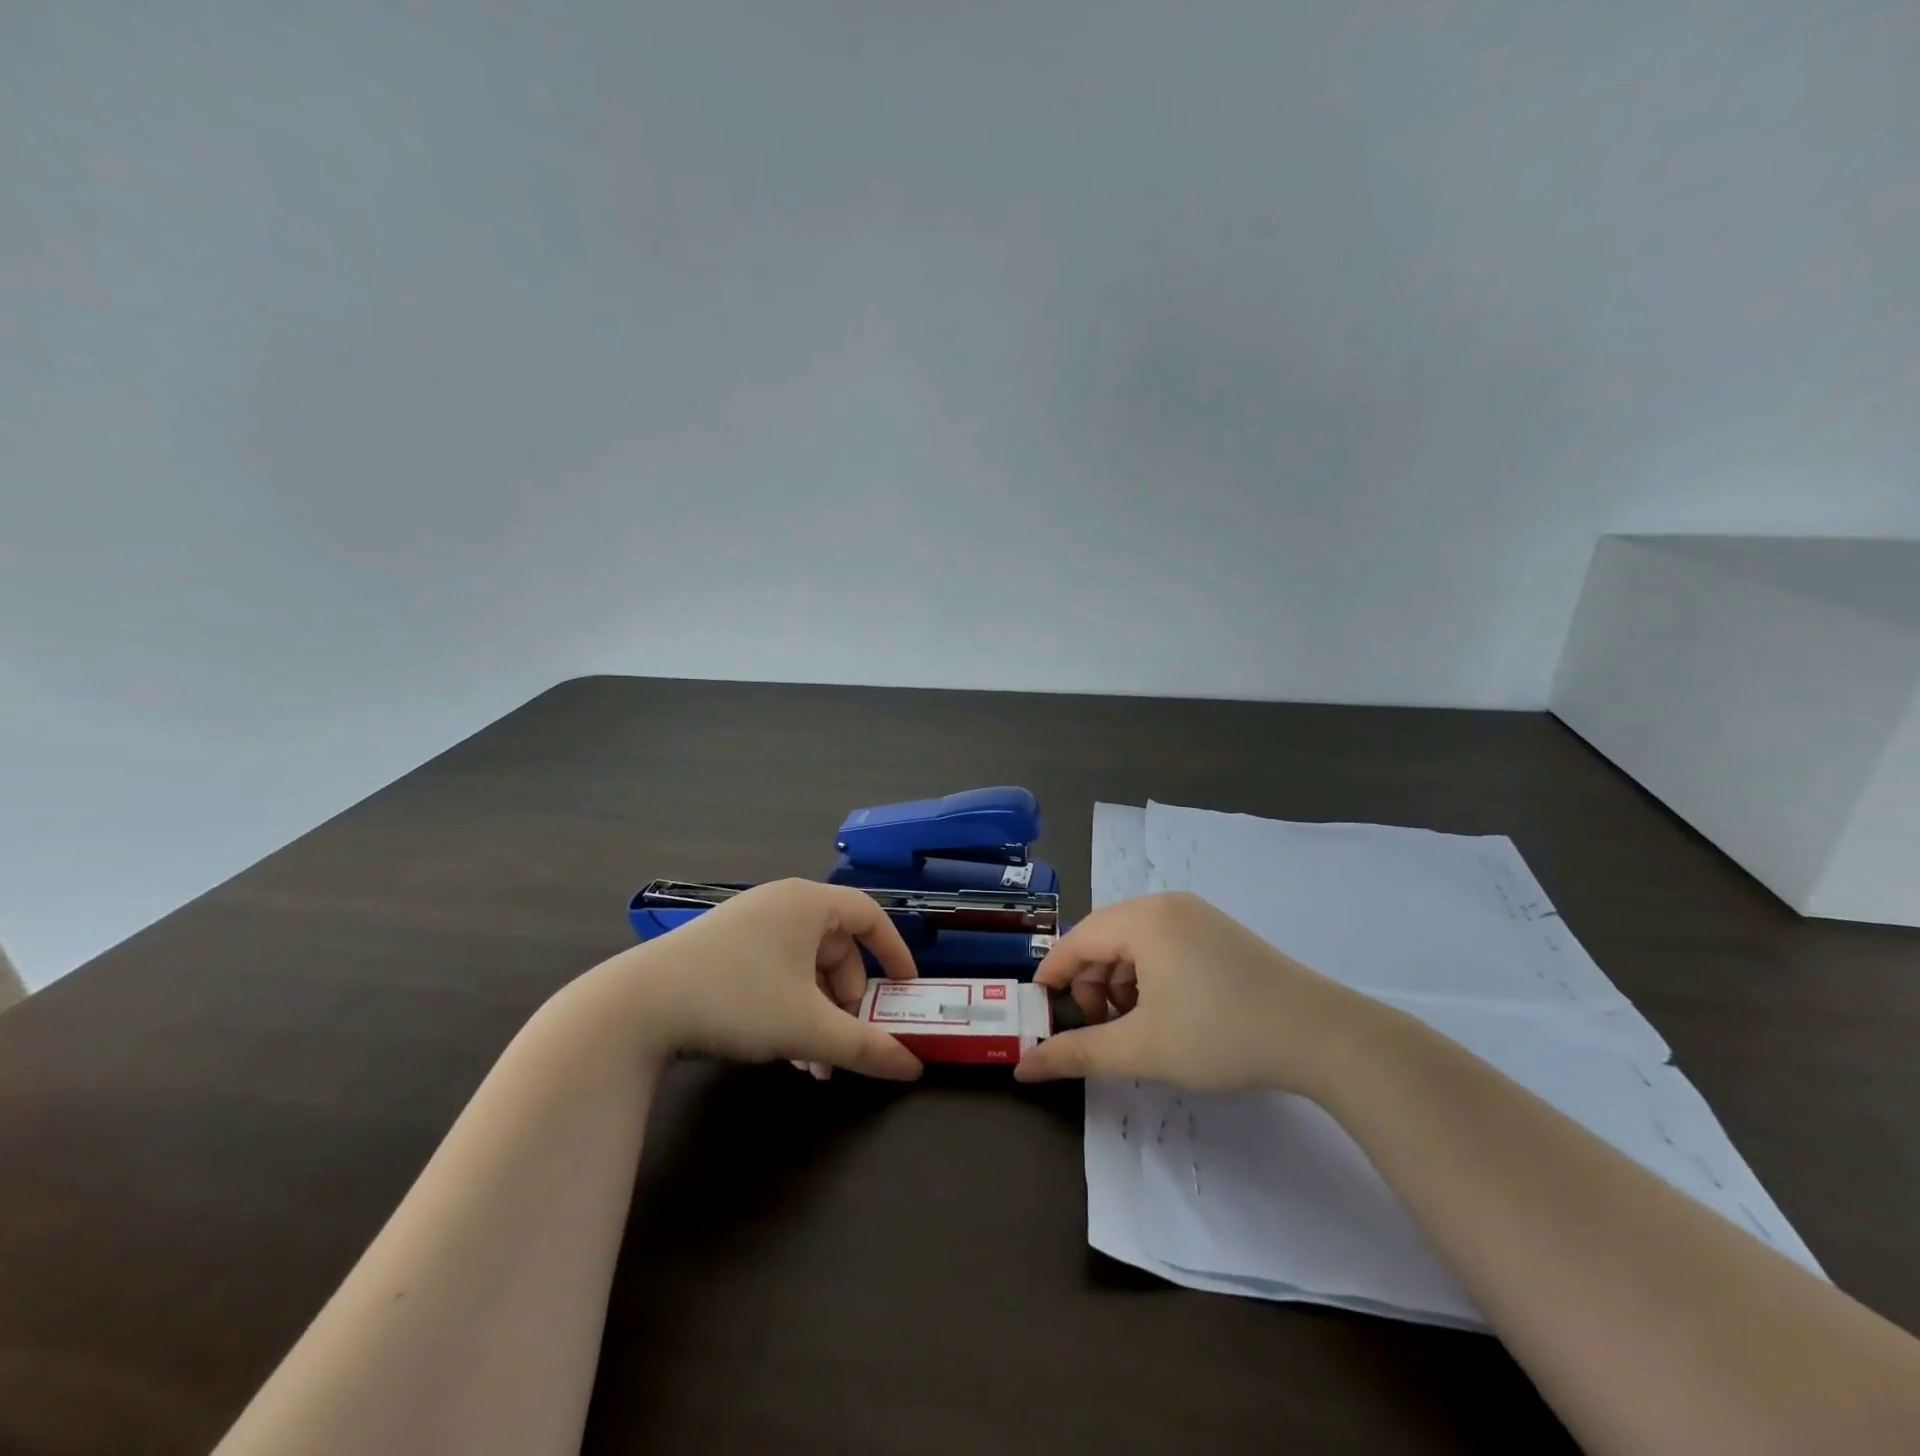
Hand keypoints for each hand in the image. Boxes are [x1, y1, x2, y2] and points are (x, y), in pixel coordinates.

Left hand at [577, 879, 923, 1080]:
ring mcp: (747, 922)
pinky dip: (787, 1006)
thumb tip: (912, 1067)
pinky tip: (780, 1049)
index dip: (894, 951)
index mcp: (808, 903)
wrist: (636, 1007)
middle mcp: (781, 903)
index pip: (869, 915)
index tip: (906, 988)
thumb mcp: (808, 1027)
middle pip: (835, 949)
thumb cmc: (738, 1000)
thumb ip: (865, 1046)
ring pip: (803, 966)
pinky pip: (774, 970)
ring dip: (816, 1012)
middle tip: (843, 1045)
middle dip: (845, 1002)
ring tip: (811, 1063)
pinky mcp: (721, 946)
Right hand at [1014, 891, 1382, 1094]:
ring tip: (1133, 1026)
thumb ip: (1078, 1054)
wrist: (1322, 1036)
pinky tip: (1166, 1013)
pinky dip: (1150, 976)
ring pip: (1135, 943)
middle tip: (1097, 1028)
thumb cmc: (1220, 1035)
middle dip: (1089, 984)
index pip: (1077, 940)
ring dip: (1119, 983)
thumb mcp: (1142, 1049)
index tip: (1039, 1011)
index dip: (1052, 976)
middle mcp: (1167, 905)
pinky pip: (1164, 945)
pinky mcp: (1220, 932)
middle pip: (1104, 938)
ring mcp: (1198, 915)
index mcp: (1143, 919)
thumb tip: (1025, 1068)